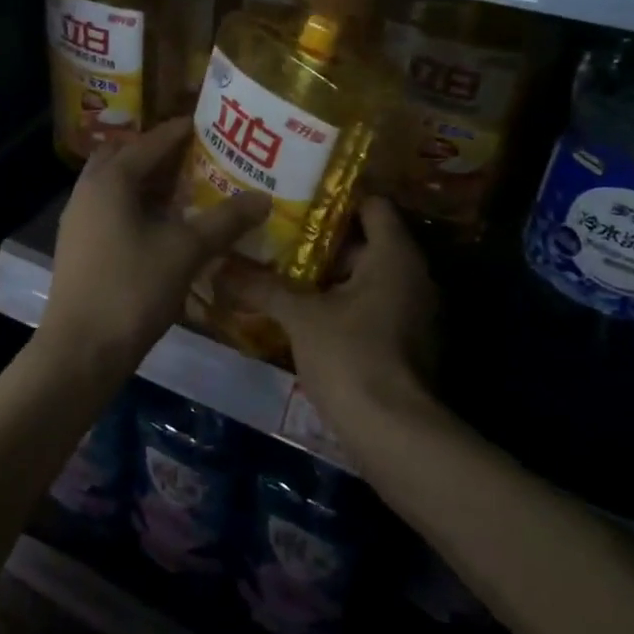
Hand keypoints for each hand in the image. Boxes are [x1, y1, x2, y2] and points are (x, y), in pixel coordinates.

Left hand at [39, 119, 269, 372]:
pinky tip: (160, 227)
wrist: (80, 350)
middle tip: (195, 157)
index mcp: (111, 180)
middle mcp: (88, 190)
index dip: (181, 131)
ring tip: (183, 190)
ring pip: (113, 185)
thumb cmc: (132, 290)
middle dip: (157, 153)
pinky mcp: (78, 246)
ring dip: (145, 181)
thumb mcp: (185, 252)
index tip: (210, 123)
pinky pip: (108, 210)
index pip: (151, 142)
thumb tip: (263, 197)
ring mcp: (78, 220)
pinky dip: (134, 206)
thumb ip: (224, 221)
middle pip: (124, 157)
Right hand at [235, 197, 437, 409]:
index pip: (372, 205)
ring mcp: (412, 312)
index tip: (296, 200)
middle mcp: (413, 276)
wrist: (393, 432)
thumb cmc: (350, 355)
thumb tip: (219, 267)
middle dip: (321, 242)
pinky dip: (340, 306)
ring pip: (365, 279)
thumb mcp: (301, 316)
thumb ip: (263, 287)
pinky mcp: (405, 343)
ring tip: (279, 271)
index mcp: (395, 256)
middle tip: (277, 237)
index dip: (335, 200)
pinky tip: (301, 313)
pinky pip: (370, 308)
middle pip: (366, 243)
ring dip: (327, 277)